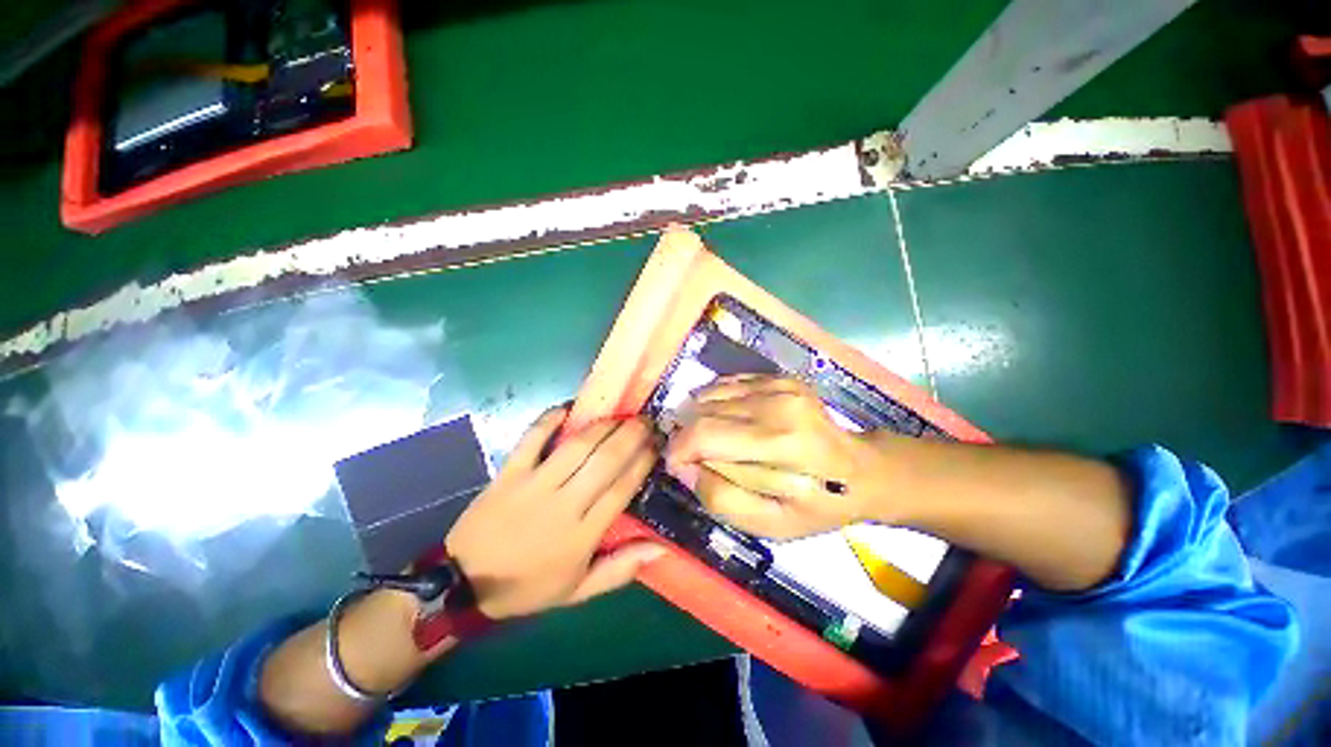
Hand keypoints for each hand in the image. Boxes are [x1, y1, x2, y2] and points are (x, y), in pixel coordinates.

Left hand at [445, 407, 662, 618]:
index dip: (642, 462)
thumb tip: (661, 549)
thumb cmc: (528, 586)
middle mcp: (563, 504)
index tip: (656, 444)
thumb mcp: (578, 591)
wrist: (463, 583)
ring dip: (602, 425)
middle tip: (645, 421)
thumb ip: (620, 569)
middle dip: (630, 436)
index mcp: (582, 535)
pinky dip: (550, 419)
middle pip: (605, 461)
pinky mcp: (509, 472)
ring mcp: (534, 485)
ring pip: (576, 446)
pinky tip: (569, 407)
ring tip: (620, 414)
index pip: (621, 489)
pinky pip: (532, 438)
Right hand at [665, 375, 876, 538]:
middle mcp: (777, 404)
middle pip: (703, 411)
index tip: (678, 465)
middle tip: (697, 457)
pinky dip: (716, 403)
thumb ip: (720, 498)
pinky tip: (729, 422)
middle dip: (688, 435)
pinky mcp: (778, 377)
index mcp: (780, 443)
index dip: (679, 449)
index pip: (704, 435)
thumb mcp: (770, 524)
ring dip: (700, 418)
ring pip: (710, 394)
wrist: (861, 470)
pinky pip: (726, 384)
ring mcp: (779, 385)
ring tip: (716, 441)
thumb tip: (683, 466)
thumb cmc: (818, 505)